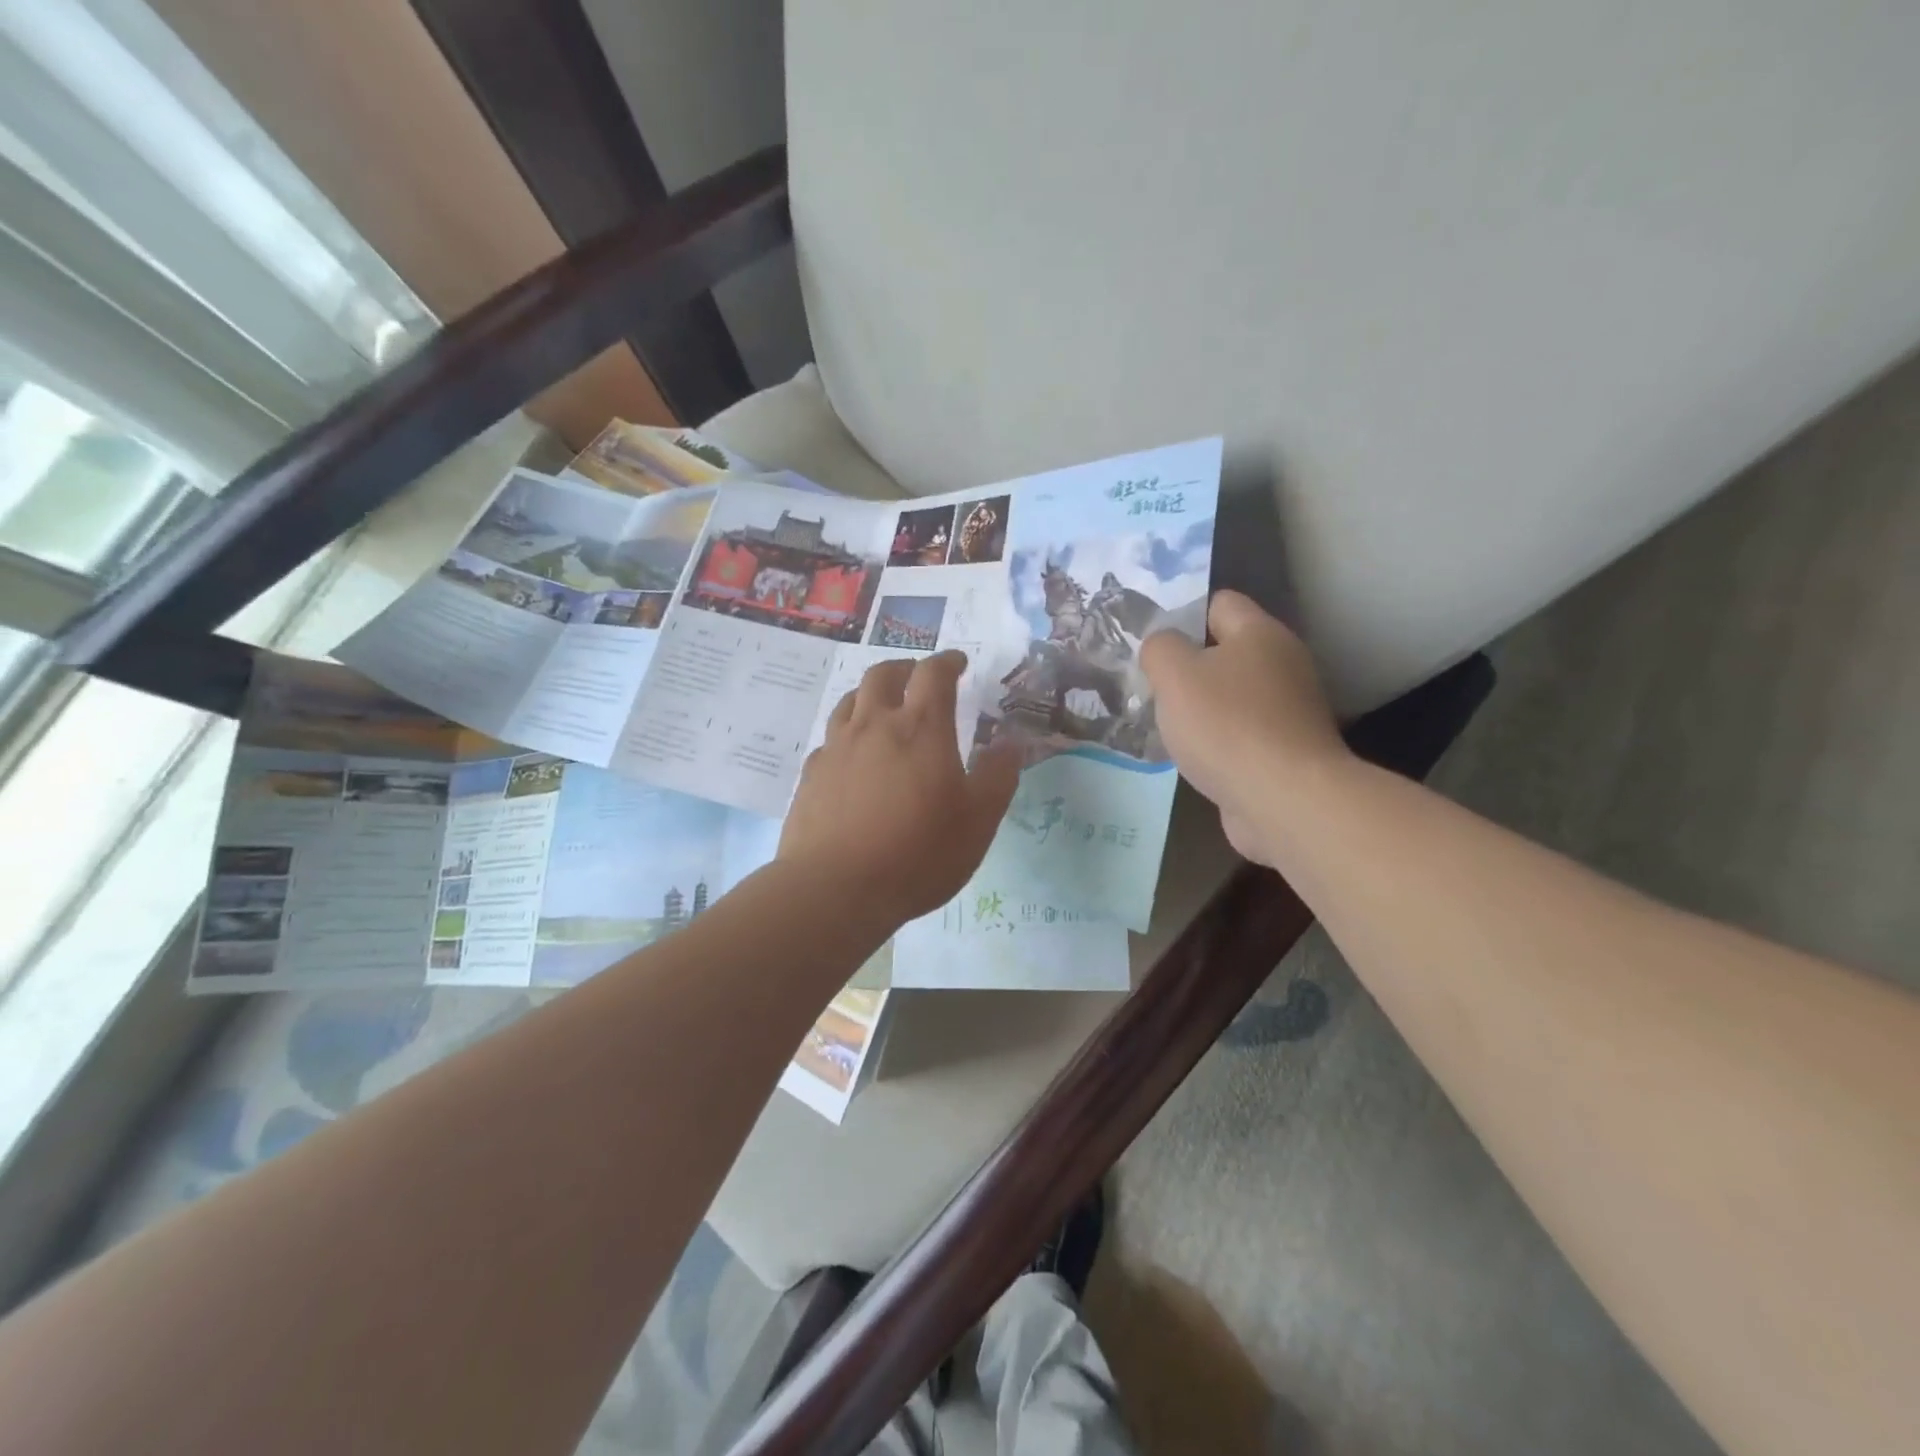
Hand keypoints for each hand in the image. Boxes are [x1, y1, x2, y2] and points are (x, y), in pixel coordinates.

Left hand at [779, 651, 1020, 928]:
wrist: (835, 889)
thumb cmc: (918, 854)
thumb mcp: (978, 821)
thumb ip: (998, 777)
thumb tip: (1010, 742)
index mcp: (921, 729)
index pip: (934, 674)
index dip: (948, 662)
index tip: (958, 663)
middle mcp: (874, 725)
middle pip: (883, 675)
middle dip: (905, 668)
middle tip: (919, 678)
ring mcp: (837, 748)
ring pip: (850, 701)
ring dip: (871, 694)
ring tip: (884, 709)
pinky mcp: (811, 774)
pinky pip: (831, 738)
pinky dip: (848, 734)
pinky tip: (853, 757)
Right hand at [1139, 591, 1349, 866]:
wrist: (1285, 799)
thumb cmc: (1226, 726)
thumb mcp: (1174, 674)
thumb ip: (1159, 648)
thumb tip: (1162, 647)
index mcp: (1260, 634)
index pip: (1219, 603)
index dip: (1182, 616)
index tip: (1152, 645)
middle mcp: (1283, 664)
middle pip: (1226, 651)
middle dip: (1188, 668)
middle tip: (1151, 687)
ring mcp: (1289, 710)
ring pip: (1232, 696)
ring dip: (1201, 709)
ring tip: (1165, 725)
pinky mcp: (1287, 750)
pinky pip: (1242, 733)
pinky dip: (1218, 742)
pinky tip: (1193, 757)